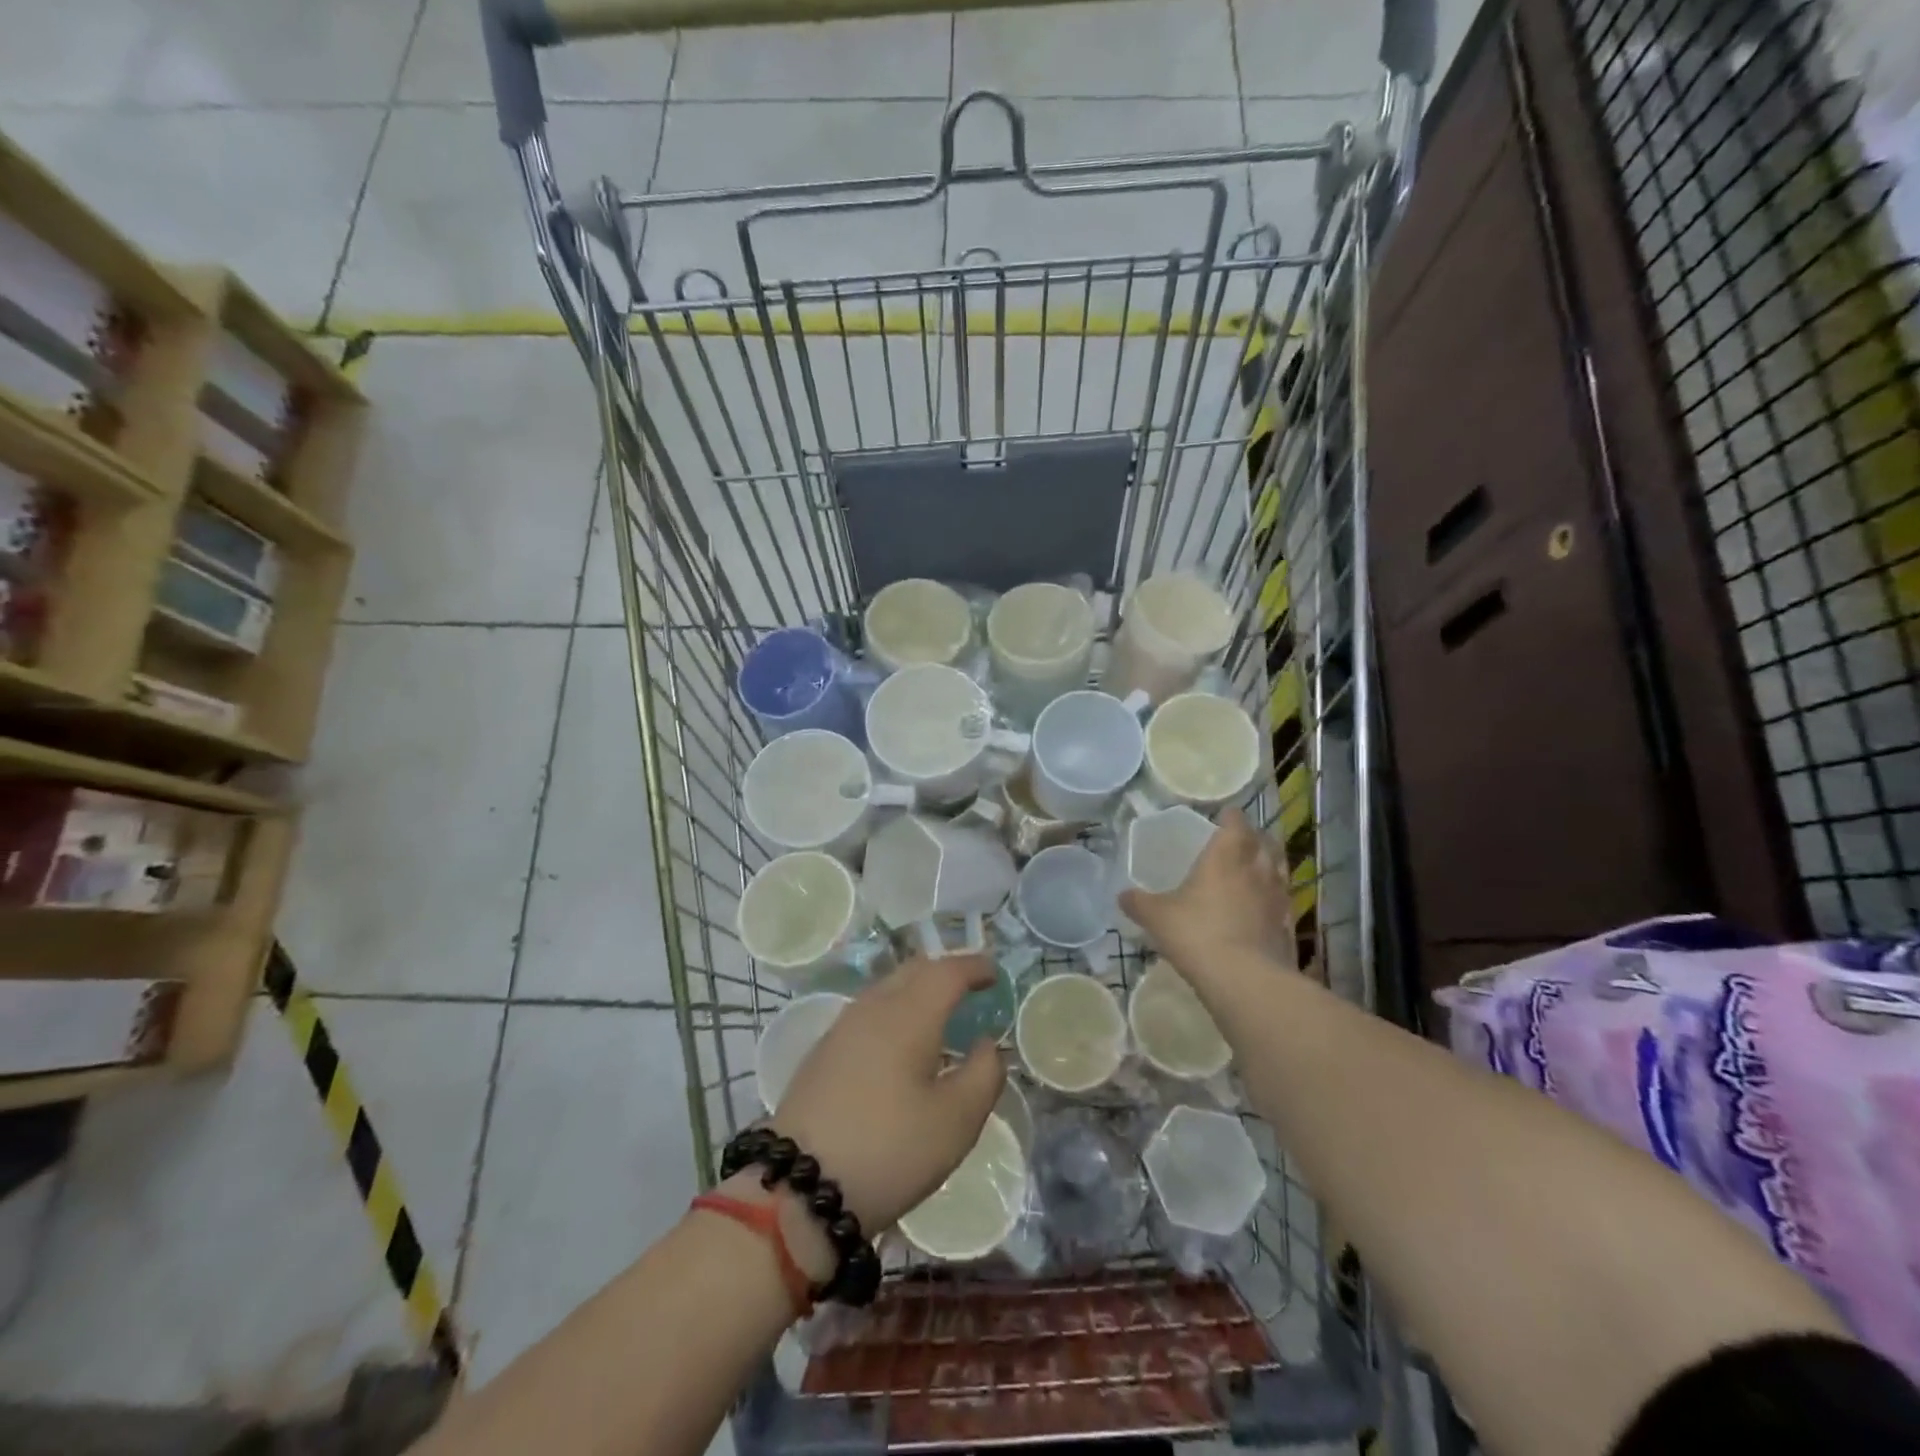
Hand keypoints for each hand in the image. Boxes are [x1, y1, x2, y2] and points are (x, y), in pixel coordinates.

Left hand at [770, 956, 1005, 1234]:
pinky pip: (869, 1011)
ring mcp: (842, 1028)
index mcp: (909, 1015)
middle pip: (914, 970)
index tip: (994, 973)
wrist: (799, 1186)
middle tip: (969, 987)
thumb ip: (984, 1075)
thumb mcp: (956, 1122)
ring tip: (938, 1014)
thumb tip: (986, 1045)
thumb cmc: (890, 1149)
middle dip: (945, 971)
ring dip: (917, 990)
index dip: (974, 967)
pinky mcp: (823, 1052)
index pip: (947, 972)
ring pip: (887, 988)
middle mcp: (874, 1008)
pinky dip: (895, 1010)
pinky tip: (900, 1043)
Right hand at [1119, 807, 1296, 979]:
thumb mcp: (1157, 917)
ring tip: (1254, 870)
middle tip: (1240, 841)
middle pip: (1265, 842)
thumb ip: (1139, 903)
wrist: (1244, 979)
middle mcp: (1257, 869)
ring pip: (1279, 869)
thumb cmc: (1197, 933)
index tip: (1223, 815)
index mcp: (1226, 855)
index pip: (1236, 823)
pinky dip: (1273, 898)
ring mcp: (1277, 897)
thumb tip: (1122, 896)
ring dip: (1269, 865)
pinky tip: (1261, 908)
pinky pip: (1282, 901)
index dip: (1230, 816)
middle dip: (1254, 837)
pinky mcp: (1287, 925)